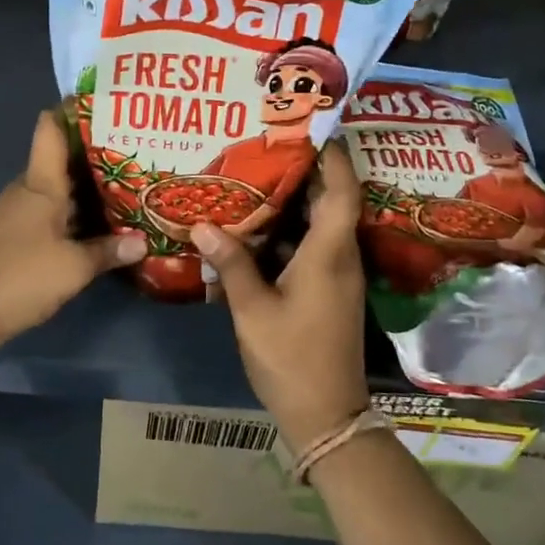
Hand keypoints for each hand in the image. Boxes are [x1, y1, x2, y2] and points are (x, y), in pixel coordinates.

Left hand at [0, 111, 146, 343]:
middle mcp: (28, 189)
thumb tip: (144, 242)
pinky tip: (99, 218)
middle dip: (94, 152)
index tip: (102, 102)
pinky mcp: (16, 233)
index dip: (72, 110)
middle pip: (61, 158)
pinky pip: (51, 209)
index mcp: (40, 183)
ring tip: (126, 180)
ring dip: (86, 184)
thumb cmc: (23, 275)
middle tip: (133, 147)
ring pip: (58, 187)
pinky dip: (74, 208)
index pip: (50, 129)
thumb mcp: (74, 267)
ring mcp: (19, 211)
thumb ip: (110, 251)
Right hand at [193, 141, 370, 451]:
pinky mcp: (330, 290)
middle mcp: (341, 256)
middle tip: (271, 143)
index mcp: (329, 253)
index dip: (332, 156)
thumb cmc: (292, 359)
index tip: (309, 127)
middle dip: (309, 169)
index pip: (342, 190)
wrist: (328, 417)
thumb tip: (202, 224)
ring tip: (259, 174)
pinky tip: (260, 227)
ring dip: (299, 198)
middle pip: (333, 200)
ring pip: (323, 222)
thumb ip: (231, 264)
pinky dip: (292, 228)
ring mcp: (338, 274)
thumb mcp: (253, 311)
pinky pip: (315, 244)